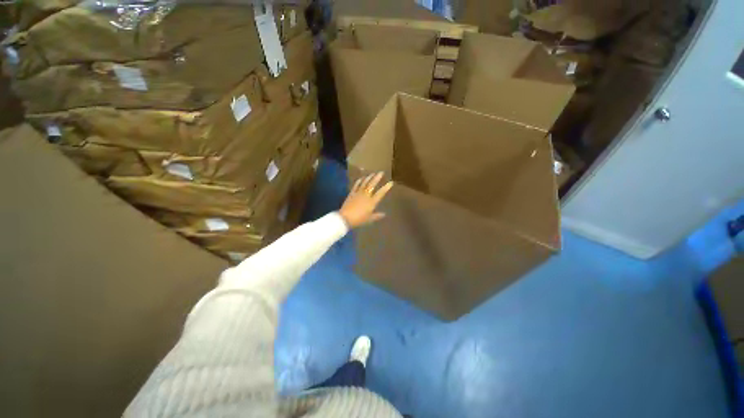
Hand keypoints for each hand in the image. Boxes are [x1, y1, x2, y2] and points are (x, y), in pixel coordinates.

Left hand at [339, 172, 393, 228]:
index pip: (381, 193)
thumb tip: (384, 214)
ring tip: (372, 173)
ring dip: (369, 177)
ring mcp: (358, 193)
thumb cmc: (359, 219)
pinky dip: (359, 181)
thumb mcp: (369, 219)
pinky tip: (362, 178)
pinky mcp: (351, 193)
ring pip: (364, 183)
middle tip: (381, 172)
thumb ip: (377, 216)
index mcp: (372, 202)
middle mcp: (366, 195)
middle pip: (372, 185)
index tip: (391, 182)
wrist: (345, 218)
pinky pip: (356, 185)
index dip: (386, 187)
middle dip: (377, 178)